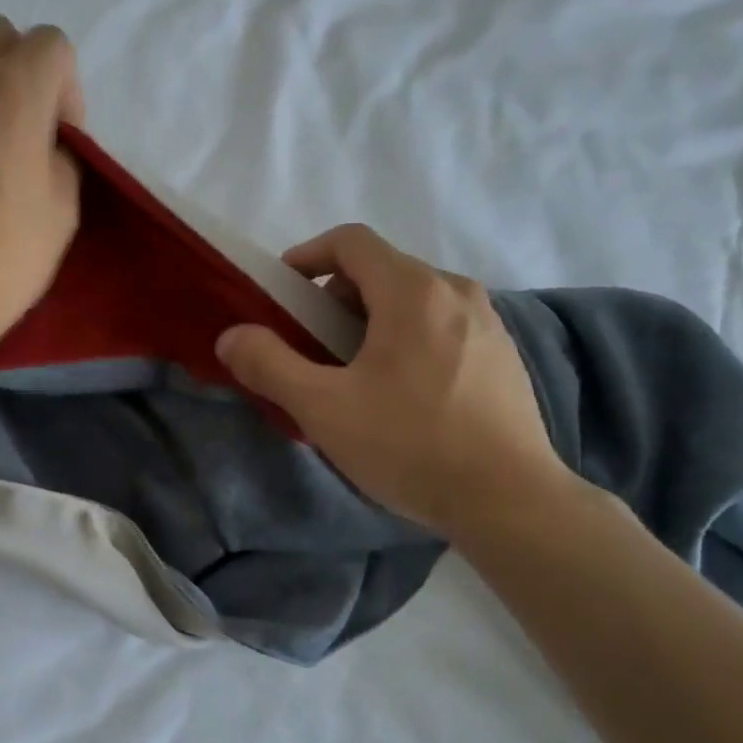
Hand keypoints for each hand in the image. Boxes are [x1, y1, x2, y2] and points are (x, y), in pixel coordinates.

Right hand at [215, 224, 574, 537]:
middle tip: (312, 347)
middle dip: (336, 299)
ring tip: (353, 375)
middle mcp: (456, 291)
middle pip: (382, 270)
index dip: (307, 256)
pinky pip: (442, 327)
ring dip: (372, 322)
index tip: (283, 293)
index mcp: (413, 290)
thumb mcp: (324, 408)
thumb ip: (270, 365)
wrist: (510, 500)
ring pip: (413, 301)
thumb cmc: (410, 445)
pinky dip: (408, 340)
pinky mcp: (504, 355)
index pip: (351, 241)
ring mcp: (488, 323)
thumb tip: (232, 337)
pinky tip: (402, 395)